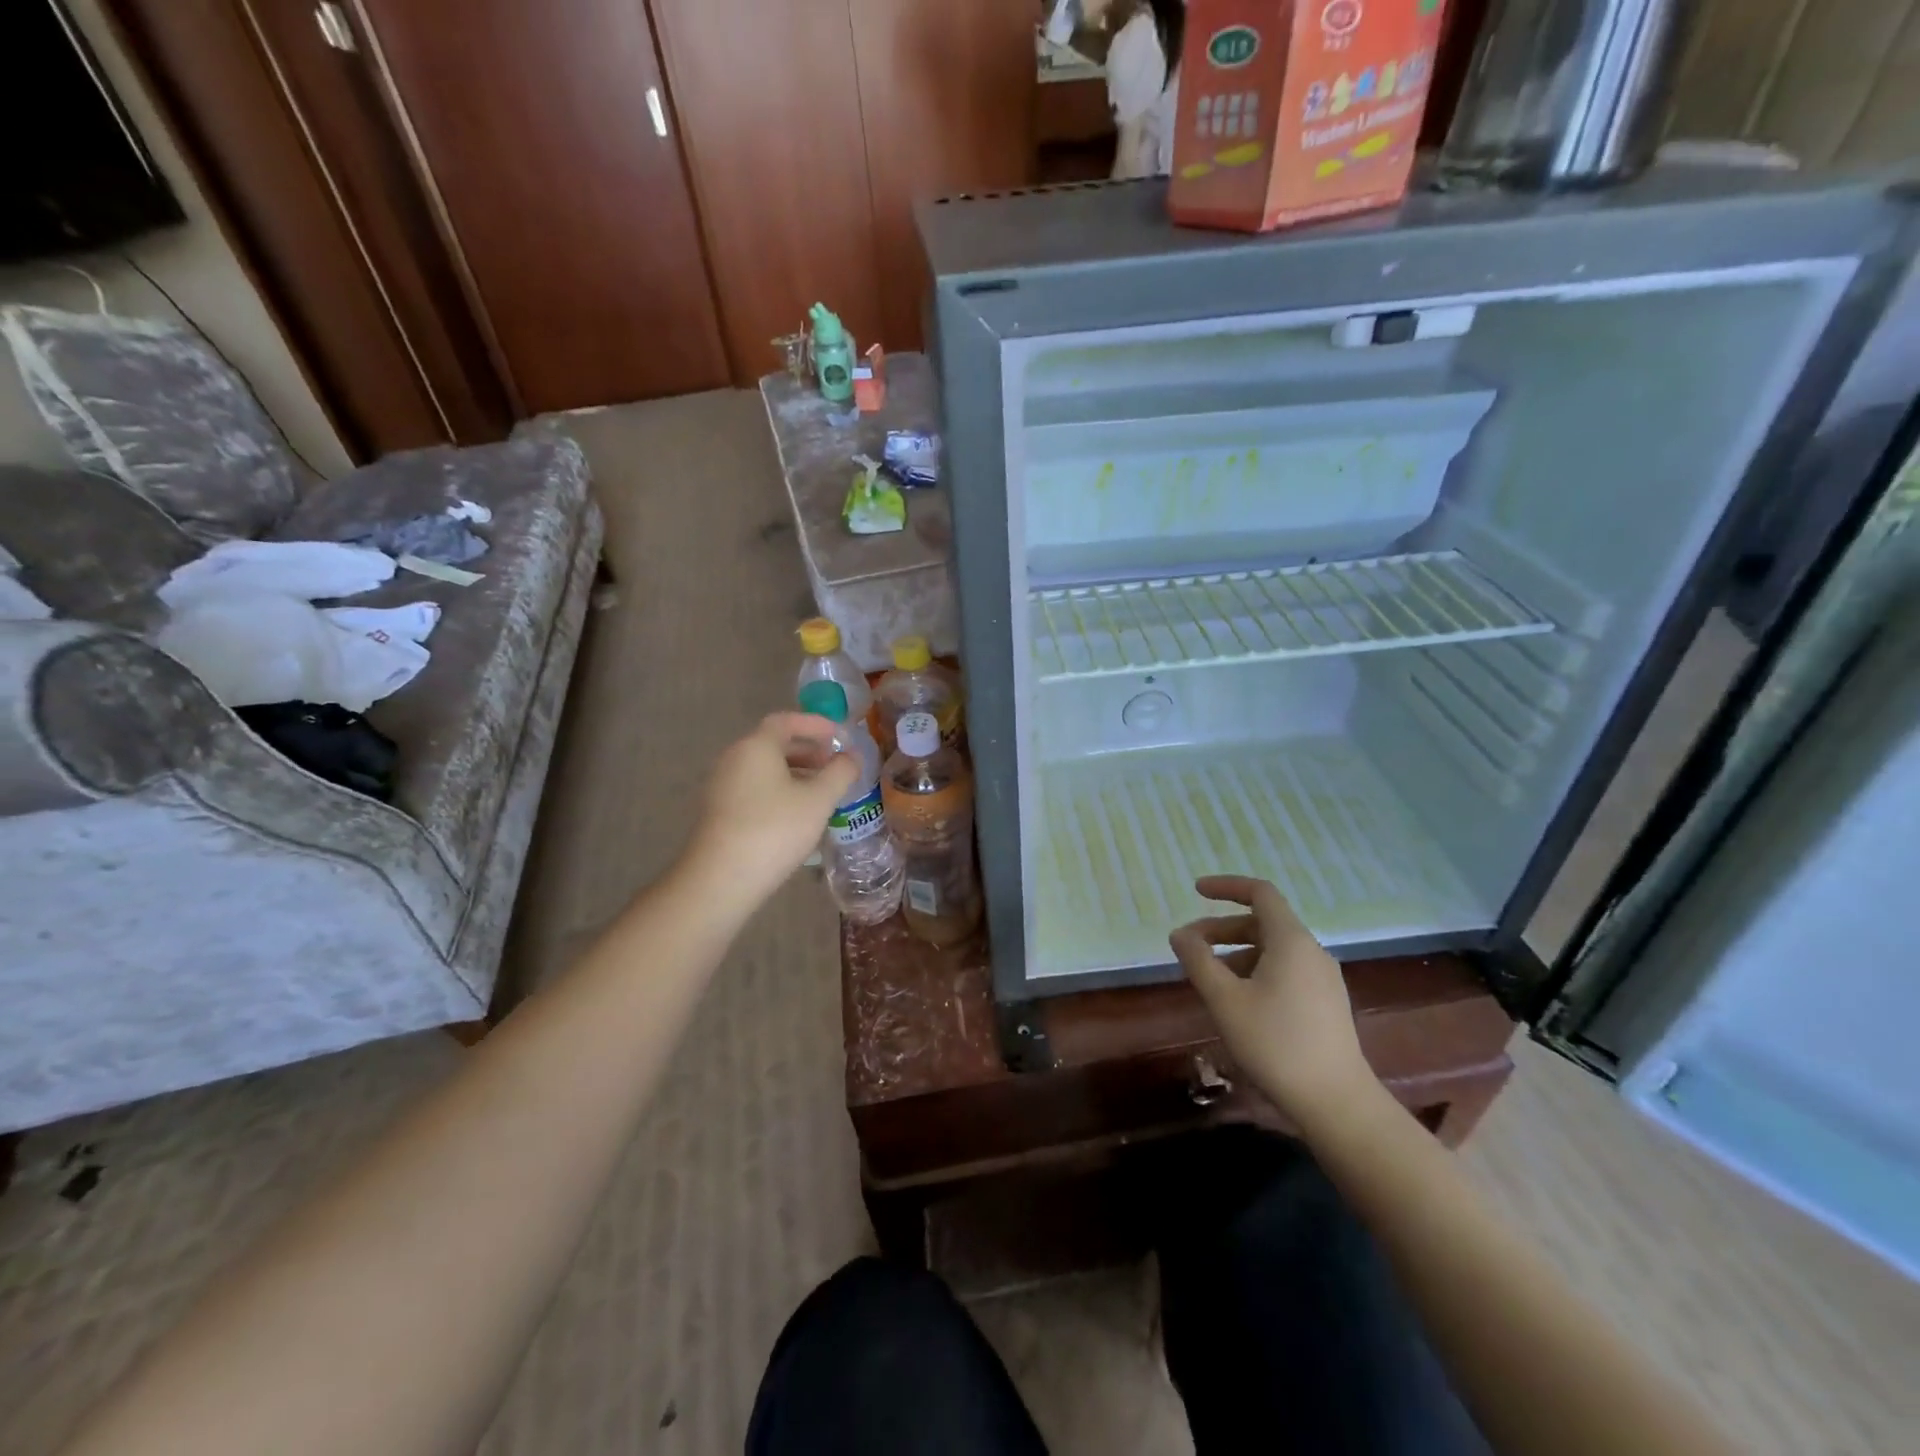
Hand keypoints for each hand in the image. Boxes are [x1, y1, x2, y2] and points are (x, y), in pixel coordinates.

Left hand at [683, 712, 858, 912]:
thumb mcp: (819, 800)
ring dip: (795, 773)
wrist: (721, 879)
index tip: (840, 736)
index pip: (787, 721)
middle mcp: (734, 758)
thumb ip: (840, 773)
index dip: (816, 724)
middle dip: (808, 751)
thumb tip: (851, 757)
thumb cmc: (775, 830)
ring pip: (764, 768)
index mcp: (756, 746)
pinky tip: (798, 814)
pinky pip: (754, 788)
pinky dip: (779, 790)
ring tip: (822, 791)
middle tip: (835, 765)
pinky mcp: (719, 811)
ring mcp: (722, 785)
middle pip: (774, 744)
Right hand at [1170, 876, 1374, 1127]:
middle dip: (1222, 928)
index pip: (1260, 893)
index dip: (1226, 886)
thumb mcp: (1225, 1000)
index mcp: (1291, 941)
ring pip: (1273, 950)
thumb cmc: (1275, 1043)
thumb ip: (1198, 960)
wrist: (1336, 1102)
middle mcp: (1312, 951)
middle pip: (1263, 922)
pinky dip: (1256, 971)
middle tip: (1189, 946)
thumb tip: (1179, 934)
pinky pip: (1286, 971)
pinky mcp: (1327, 1004)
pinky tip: (1239, 1001)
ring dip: (1237, 953)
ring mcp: (1324, 979)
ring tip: (1209, 980)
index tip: (1196, 891)